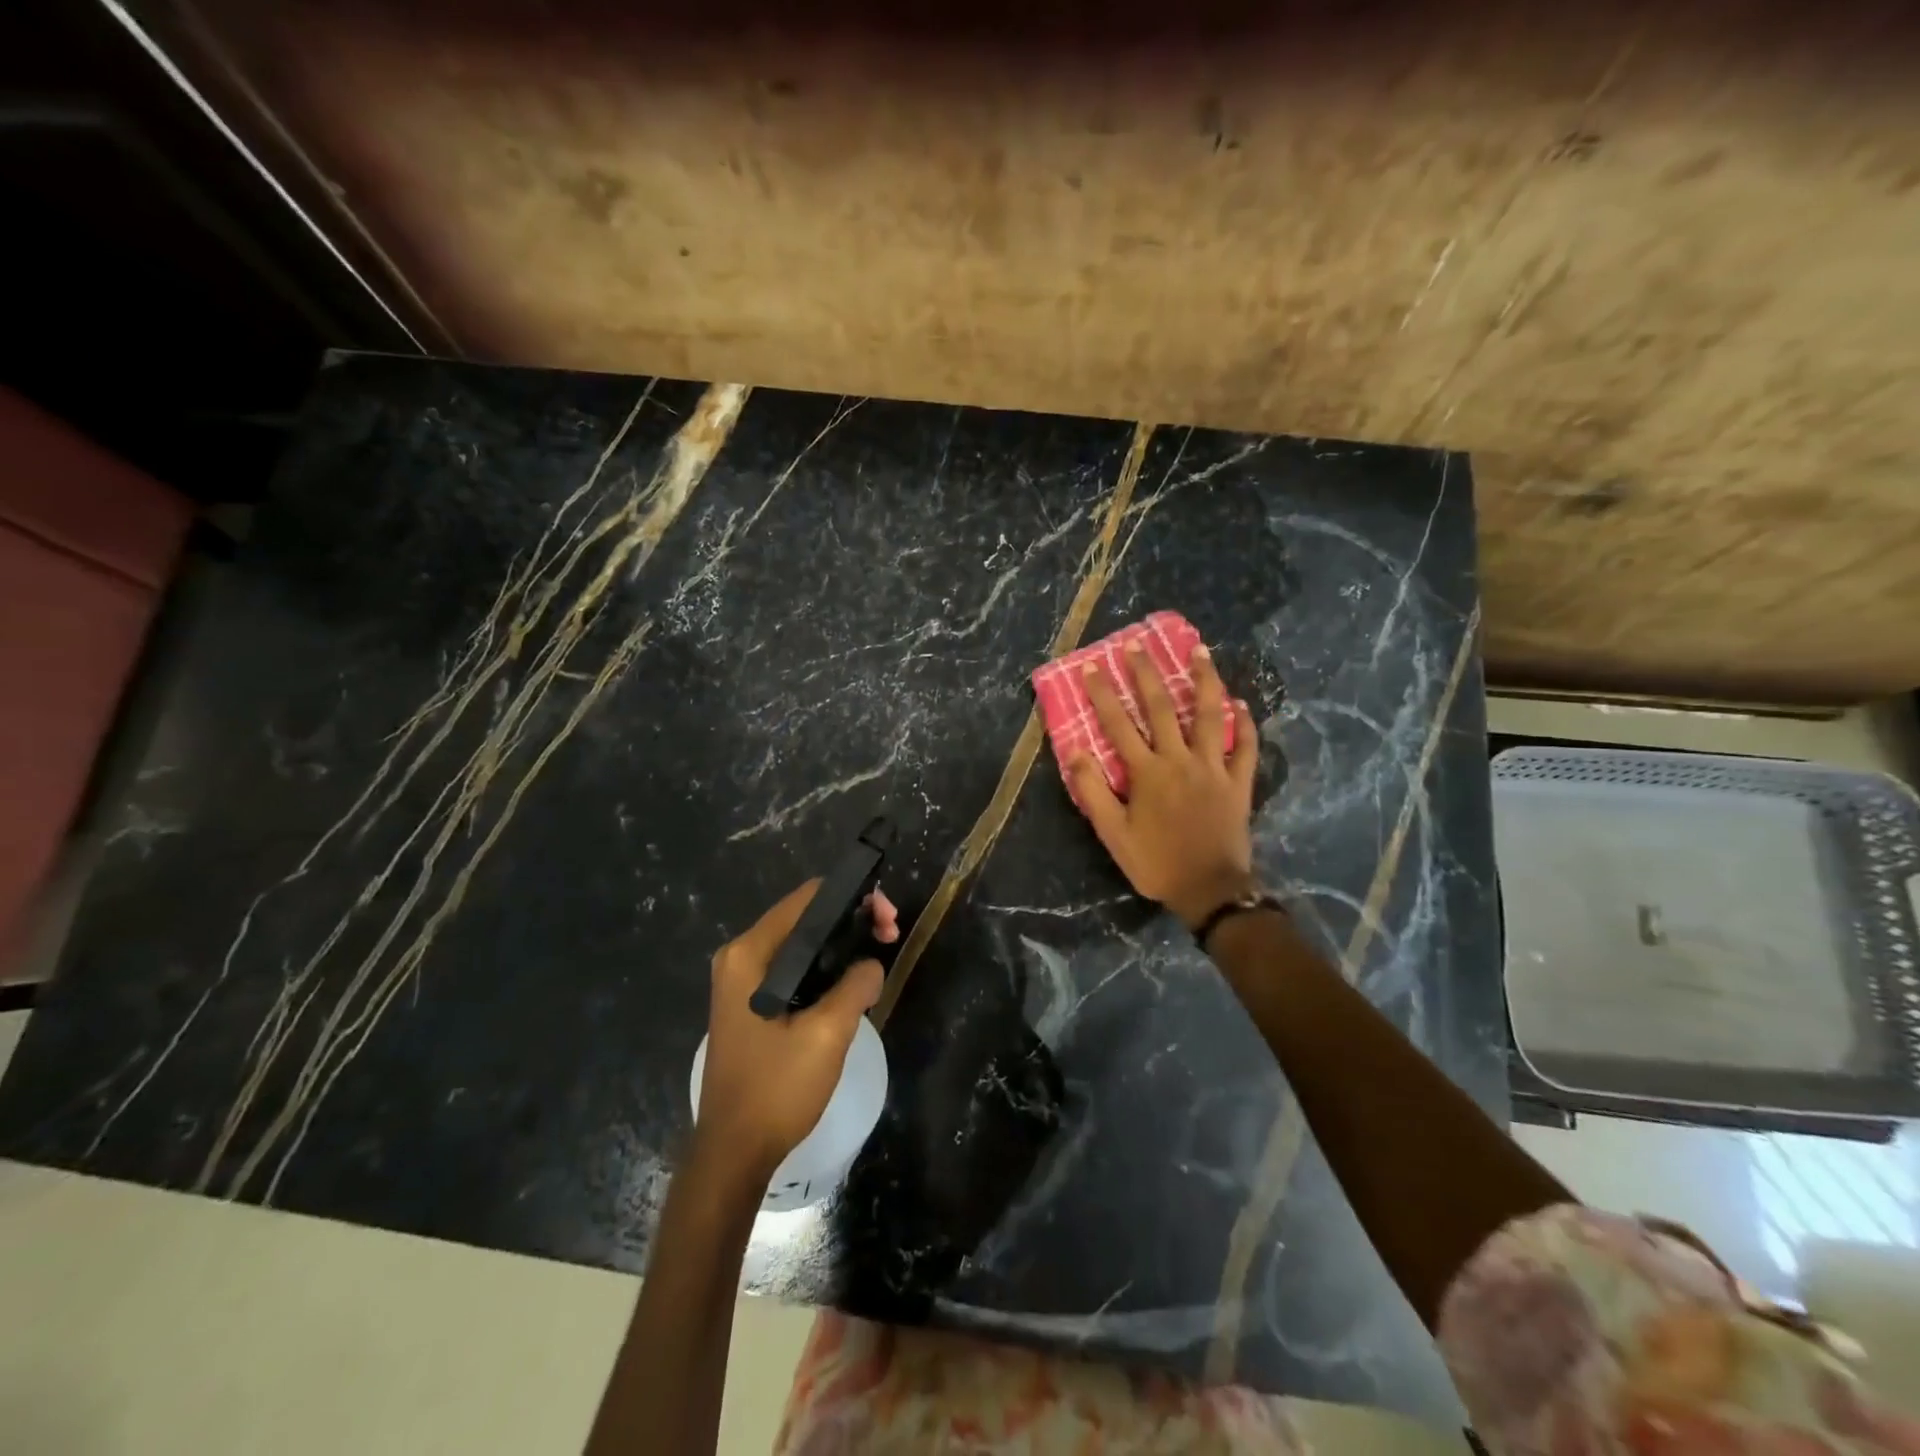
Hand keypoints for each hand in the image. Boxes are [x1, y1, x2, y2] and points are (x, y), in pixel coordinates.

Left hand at [695, 881, 900, 1178]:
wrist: (733, 1153)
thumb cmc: (776, 1090)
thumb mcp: (826, 1035)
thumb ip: (855, 986)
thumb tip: (872, 963)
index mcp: (749, 954)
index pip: (808, 898)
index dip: (853, 898)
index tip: (887, 919)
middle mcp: (740, 957)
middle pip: (805, 917)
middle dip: (851, 920)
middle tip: (890, 937)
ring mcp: (742, 981)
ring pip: (802, 943)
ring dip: (841, 944)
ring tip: (879, 956)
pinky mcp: (750, 1003)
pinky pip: (794, 967)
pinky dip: (824, 967)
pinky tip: (852, 982)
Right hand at [1066, 641, 1259, 928]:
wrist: (1209, 889)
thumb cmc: (1156, 862)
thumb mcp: (1113, 834)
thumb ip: (1093, 791)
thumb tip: (1075, 752)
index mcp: (1147, 772)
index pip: (1118, 725)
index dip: (1103, 694)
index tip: (1093, 667)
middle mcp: (1179, 760)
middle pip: (1162, 708)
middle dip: (1147, 674)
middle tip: (1138, 646)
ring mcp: (1213, 768)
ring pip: (1209, 715)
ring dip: (1205, 681)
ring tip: (1201, 652)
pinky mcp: (1238, 782)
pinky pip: (1244, 747)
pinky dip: (1243, 724)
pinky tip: (1240, 704)